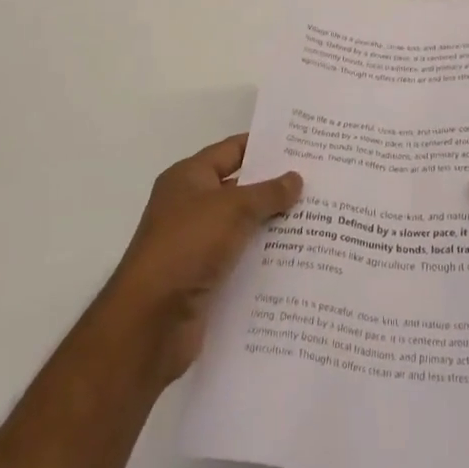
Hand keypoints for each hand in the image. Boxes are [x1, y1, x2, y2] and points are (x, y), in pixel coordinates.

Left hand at [106, 134, 302, 383]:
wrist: (150, 321)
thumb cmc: (187, 246)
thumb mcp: (232, 209)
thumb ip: (267, 192)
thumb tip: (295, 178)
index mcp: (188, 178)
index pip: (232, 150)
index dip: (265, 146)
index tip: (302, 146)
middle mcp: (190, 206)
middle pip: (240, 189)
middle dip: (275, 188)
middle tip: (318, 184)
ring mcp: (196, 245)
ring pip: (243, 228)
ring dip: (273, 227)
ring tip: (318, 222)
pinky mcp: (204, 279)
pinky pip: (240, 261)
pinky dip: (263, 260)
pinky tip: (297, 261)